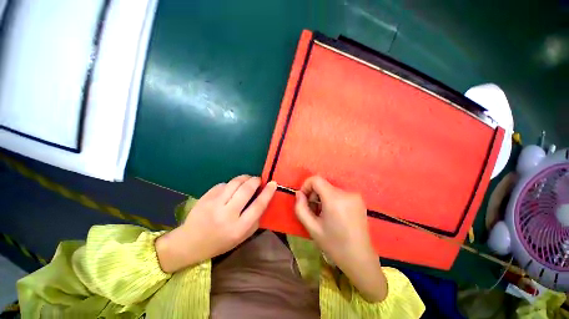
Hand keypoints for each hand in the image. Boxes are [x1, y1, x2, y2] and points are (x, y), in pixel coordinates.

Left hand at [156, 175, 276, 272]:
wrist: (190, 243)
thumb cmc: (220, 242)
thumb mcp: (242, 236)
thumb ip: (255, 219)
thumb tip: (263, 200)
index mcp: (239, 228)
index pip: (258, 205)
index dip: (267, 192)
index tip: (273, 183)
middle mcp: (227, 215)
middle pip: (246, 190)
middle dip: (255, 181)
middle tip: (258, 180)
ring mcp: (214, 204)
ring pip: (234, 183)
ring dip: (244, 178)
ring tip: (248, 179)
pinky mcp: (206, 197)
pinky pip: (224, 184)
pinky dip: (231, 184)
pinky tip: (231, 189)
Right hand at [294, 176, 386, 301]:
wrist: (360, 258)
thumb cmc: (334, 245)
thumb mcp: (312, 228)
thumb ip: (301, 208)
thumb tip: (299, 194)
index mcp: (335, 199)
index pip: (316, 179)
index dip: (306, 186)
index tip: (304, 199)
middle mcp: (346, 193)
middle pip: (323, 184)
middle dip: (314, 194)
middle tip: (313, 211)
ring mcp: (354, 195)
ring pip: (330, 189)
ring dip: (322, 197)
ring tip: (323, 214)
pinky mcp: (359, 199)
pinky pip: (339, 193)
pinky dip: (331, 199)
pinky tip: (333, 214)